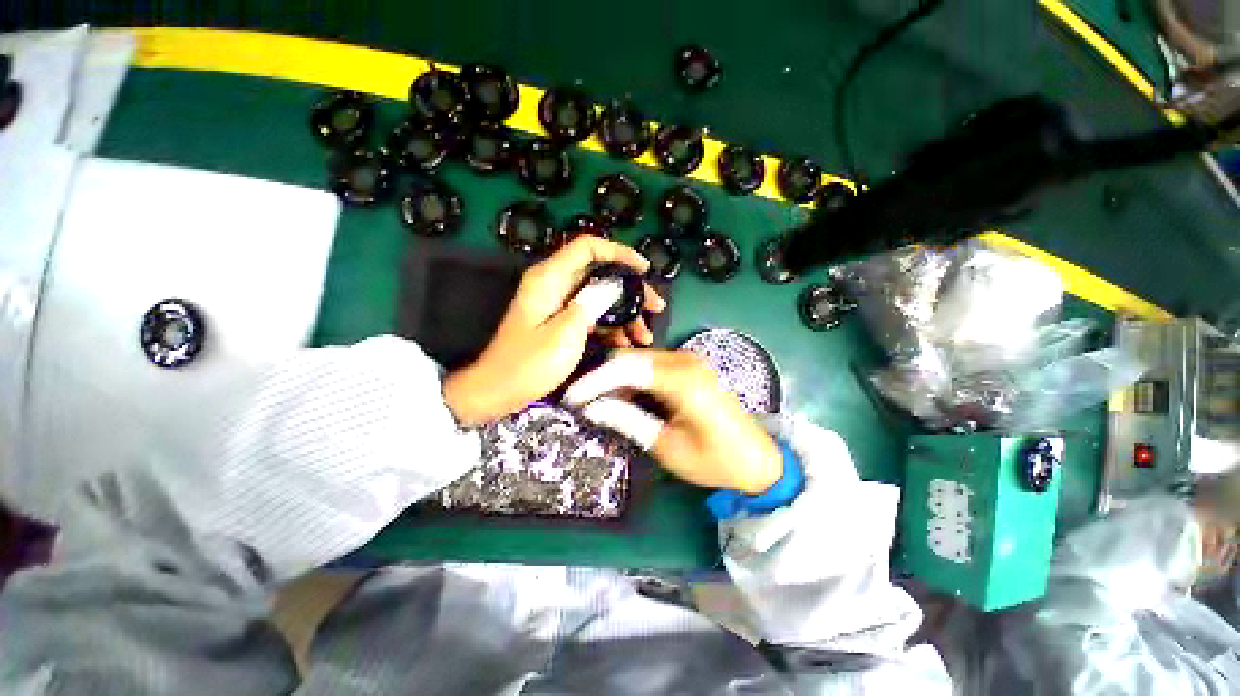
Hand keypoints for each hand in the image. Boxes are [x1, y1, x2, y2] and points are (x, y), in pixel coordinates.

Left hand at [444, 237, 665, 425]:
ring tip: (644, 335)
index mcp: (550, 278)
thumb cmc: (528, 364)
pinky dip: (611, 326)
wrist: (498, 391)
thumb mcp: (564, 333)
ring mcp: (560, 305)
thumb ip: (591, 304)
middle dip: (631, 289)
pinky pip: (593, 316)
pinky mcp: (563, 322)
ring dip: (625, 313)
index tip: (644, 270)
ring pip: (601, 297)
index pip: (588, 247)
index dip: (619, 253)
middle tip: (655, 308)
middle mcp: (555, 285)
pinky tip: (626, 344)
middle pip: (600, 273)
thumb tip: (615, 286)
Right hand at [564, 349, 782, 493]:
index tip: (571, 398)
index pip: (626, 368)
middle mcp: (685, 361)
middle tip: (582, 401)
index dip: (594, 381)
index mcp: (683, 381)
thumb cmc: (715, 461)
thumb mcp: (667, 447)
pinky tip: (623, 398)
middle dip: (602, 378)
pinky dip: (632, 379)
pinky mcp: (689, 367)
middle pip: (630, 358)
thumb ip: (628, 420)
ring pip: (638, 360)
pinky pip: (651, 365)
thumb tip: (591, 407)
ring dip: (616, 378)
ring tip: (598, 403)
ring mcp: (689, 361)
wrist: (757, 459)